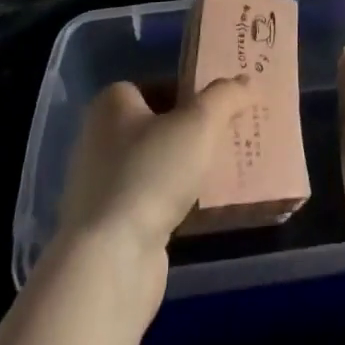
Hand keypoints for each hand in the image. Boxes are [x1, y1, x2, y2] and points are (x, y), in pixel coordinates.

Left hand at [57, 77, 254, 271]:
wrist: (110, 262)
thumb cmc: (150, 173)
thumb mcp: (200, 123)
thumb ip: (226, 96)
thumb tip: (245, 82)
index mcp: (110, 104)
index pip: (157, 84)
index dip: (190, 91)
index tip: (220, 105)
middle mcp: (98, 139)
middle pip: (157, 125)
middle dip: (191, 131)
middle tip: (228, 135)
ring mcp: (100, 186)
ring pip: (154, 165)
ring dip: (184, 168)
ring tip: (222, 171)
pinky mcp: (107, 227)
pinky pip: (149, 200)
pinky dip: (173, 201)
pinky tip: (200, 207)